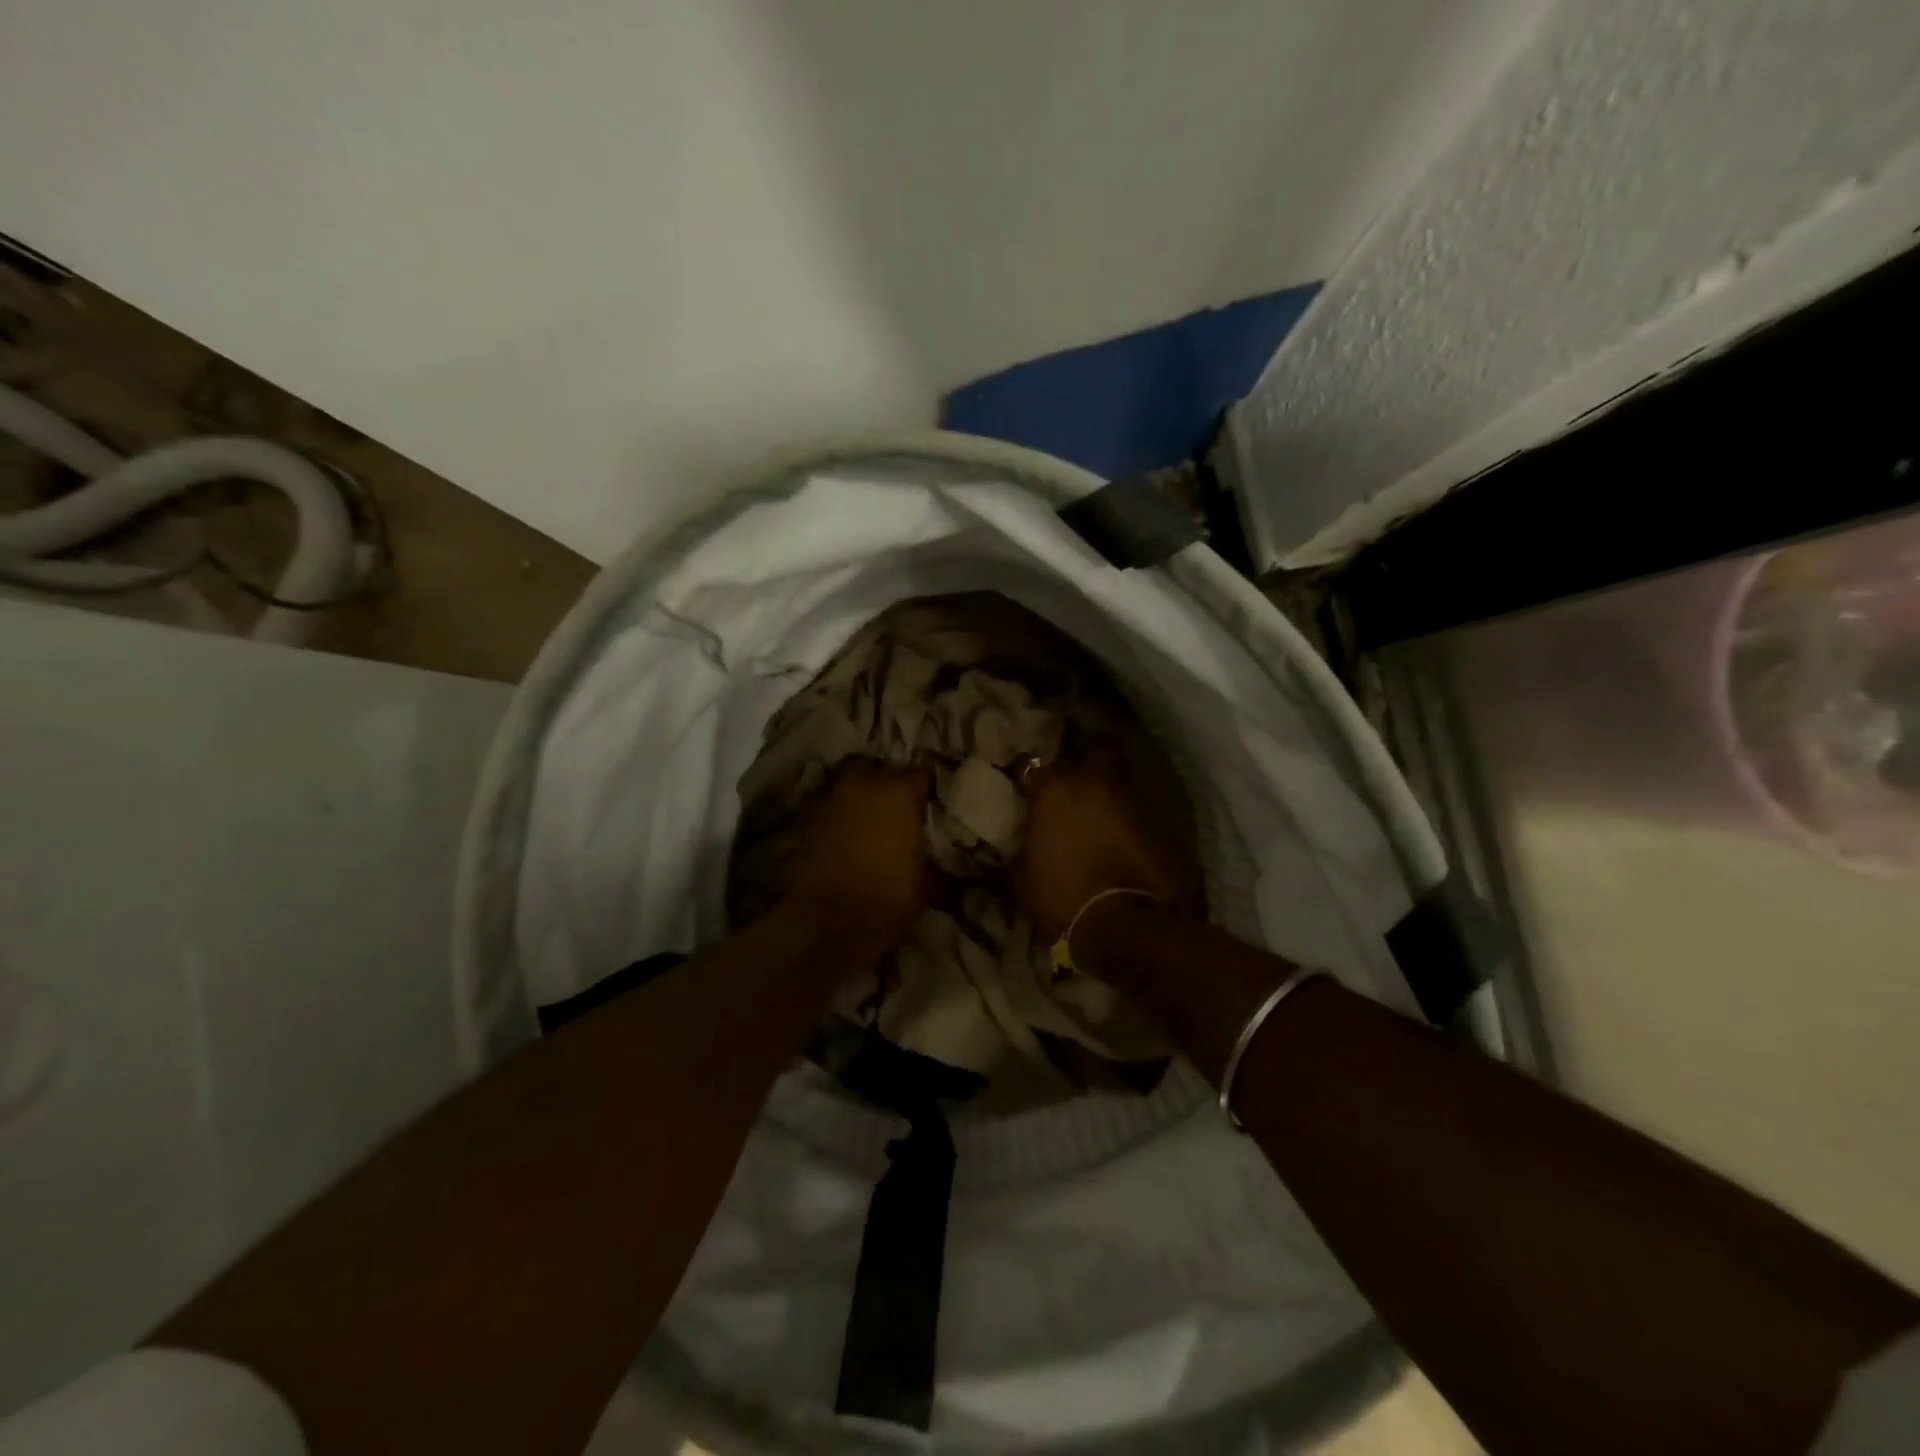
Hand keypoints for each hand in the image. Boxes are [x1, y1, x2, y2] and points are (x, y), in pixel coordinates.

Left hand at [784, 759, 933, 951]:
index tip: (929, 805)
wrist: (830, 922)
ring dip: (857, 801)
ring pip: (847, 788)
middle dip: (885, 786)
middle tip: (895, 810)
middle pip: (877, 772)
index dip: (925, 790)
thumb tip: (950, 868)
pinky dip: (836, 820)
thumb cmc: (889, 897)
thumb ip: (937, 864)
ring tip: (867, 823)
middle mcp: (863, 786)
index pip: (920, 776)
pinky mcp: (805, 822)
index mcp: (899, 793)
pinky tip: (843, 839)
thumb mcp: (929, 885)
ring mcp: (830, 801)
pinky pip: (827, 811)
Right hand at [1012, 740, 1198, 943]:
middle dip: (1089, 755)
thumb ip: (1023, 850)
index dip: (1029, 772)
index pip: (1033, 764)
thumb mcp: (1023, 879)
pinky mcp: (1161, 821)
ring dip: (1111, 789)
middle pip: (1095, 747)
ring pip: (1121, 778)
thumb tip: (1021, 844)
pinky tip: (1124, 833)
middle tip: (1080, 773)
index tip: (1027, 783)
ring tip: (1103, 807)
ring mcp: (1131, 799)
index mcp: (1054, 792)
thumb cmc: (1061, 899)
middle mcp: (1093, 783)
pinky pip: (1140, 808)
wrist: (1123, 925)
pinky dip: (1131, 817)